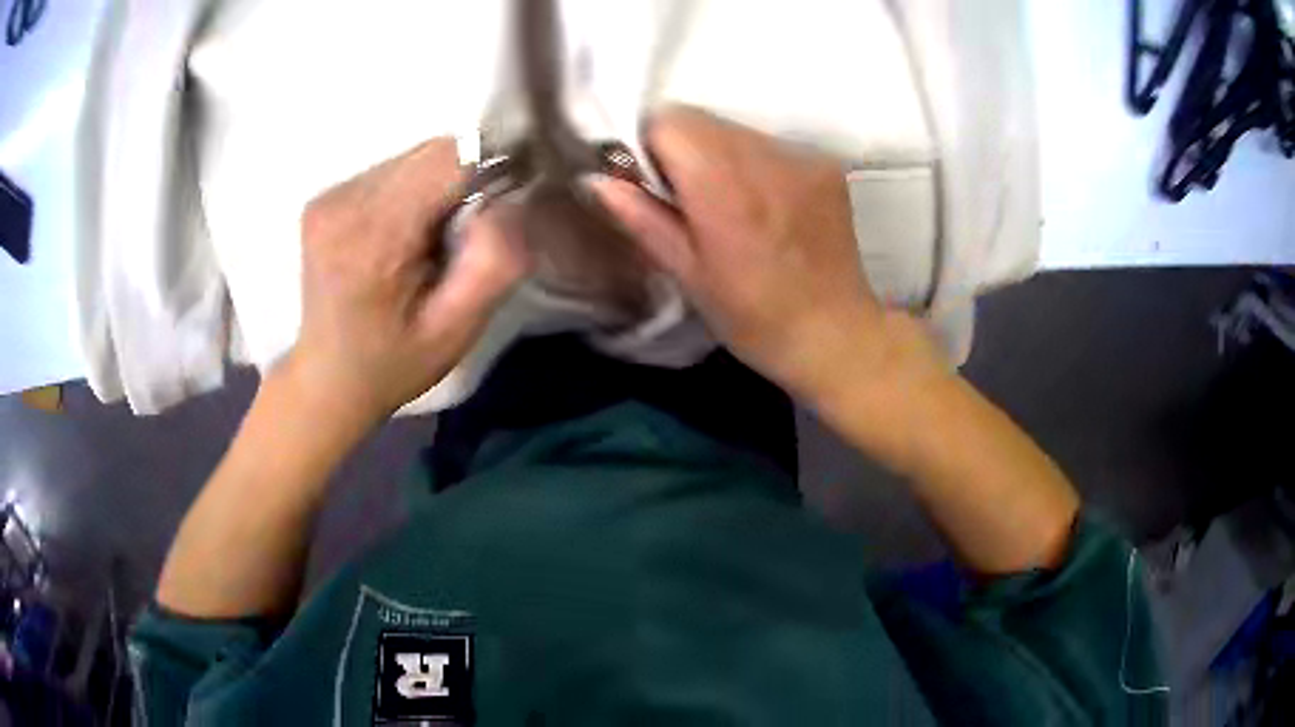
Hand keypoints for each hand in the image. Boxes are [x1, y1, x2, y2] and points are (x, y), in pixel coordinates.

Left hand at [288, 138, 526, 425]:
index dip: (490, 166)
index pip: (450, 158)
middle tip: (460, 236)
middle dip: (462, 180)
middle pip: (432, 152)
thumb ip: (494, 262)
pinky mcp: (325, 196)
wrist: (327, 379)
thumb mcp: (457, 330)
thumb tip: (509, 199)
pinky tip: (401, 235)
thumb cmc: (393, 363)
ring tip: (427, 240)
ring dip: (436, 185)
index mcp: (373, 238)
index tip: (501, 203)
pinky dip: (411, 191)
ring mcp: (329, 196)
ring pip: (413, 156)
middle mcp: (344, 202)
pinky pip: (390, 170)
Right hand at [591, 107, 917, 398]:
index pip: (669, 121)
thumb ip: (643, 219)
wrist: (836, 335)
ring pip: (736, 130)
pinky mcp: (825, 165)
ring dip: (719, 154)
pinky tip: (766, 206)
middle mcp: (766, 158)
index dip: (650, 146)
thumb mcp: (688, 276)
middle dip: (682, 148)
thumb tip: (597, 179)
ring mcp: (802, 158)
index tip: (651, 182)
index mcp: (723, 187)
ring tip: (731, 205)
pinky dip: (755, 164)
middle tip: (688, 198)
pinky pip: (770, 146)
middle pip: (702, 119)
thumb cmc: (754, 319)